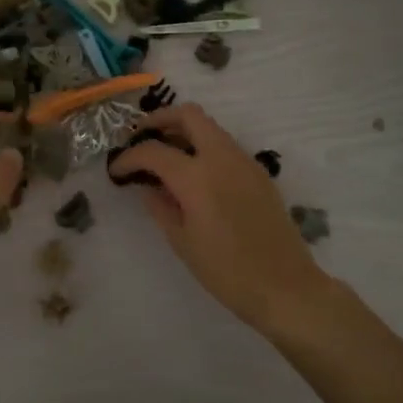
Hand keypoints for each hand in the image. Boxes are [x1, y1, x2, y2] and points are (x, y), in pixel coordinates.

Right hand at [106, 103, 331, 334]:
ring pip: (210, 127)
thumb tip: (147, 187)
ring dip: (184, 132)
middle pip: (188, 115)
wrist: (285, 286)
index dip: (129, 157)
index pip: (153, 151)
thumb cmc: (227, 271)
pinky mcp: (259, 173)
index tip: (116, 169)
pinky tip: (195, 176)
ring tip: (165, 157)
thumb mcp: (182, 242)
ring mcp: (244, 161)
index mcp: (196, 176)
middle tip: (141, 138)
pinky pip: (225, 146)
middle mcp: (221, 157)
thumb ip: (161, 207)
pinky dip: (204, 147)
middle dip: (160, 120)